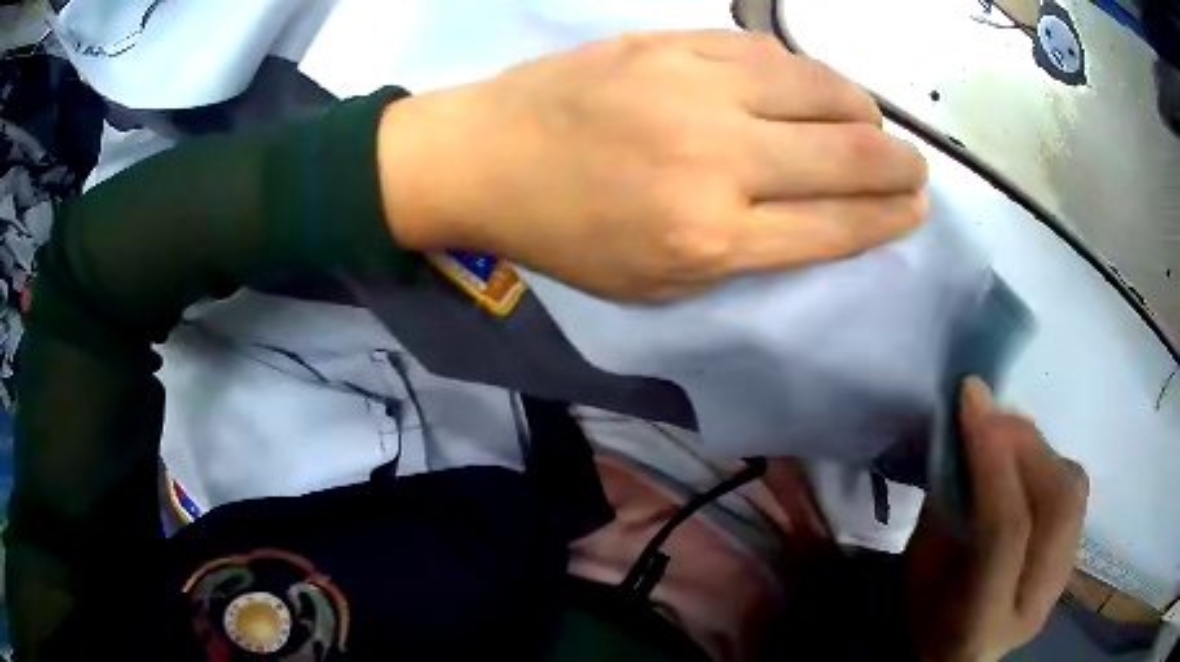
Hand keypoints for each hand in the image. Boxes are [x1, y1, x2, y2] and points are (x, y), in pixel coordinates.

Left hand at [377, 31, 928, 300]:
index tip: (916, 208)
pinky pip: (768, 52)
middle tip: (913, 166)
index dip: (891, 217)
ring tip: (868, 123)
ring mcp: (695, 88)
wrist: (487, 156)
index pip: (838, 225)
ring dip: (863, 109)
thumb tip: (822, 215)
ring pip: (822, 88)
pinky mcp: (671, 43)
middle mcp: (717, 159)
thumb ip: (747, 252)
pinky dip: (804, 73)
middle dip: (901, 164)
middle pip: (850, 155)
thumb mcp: (656, 281)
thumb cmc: (566, 234)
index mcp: (711, 238)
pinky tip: (807, 87)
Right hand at [904, 378, 1088, 661]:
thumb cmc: (927, 617)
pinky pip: (1075, 491)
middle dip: (1025, 442)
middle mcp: (1035, 603)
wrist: (962, 653)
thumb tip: (966, 434)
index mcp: (983, 623)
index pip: (1006, 531)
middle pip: (1056, 505)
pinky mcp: (1075, 556)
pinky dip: (1051, 460)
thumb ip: (947, 507)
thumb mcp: (919, 572)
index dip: (993, 459)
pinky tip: (1026, 457)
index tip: (970, 401)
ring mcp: (1062, 580)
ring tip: (1007, 431)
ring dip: (1040, 446)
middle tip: (990, 411)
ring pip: (1074, 491)